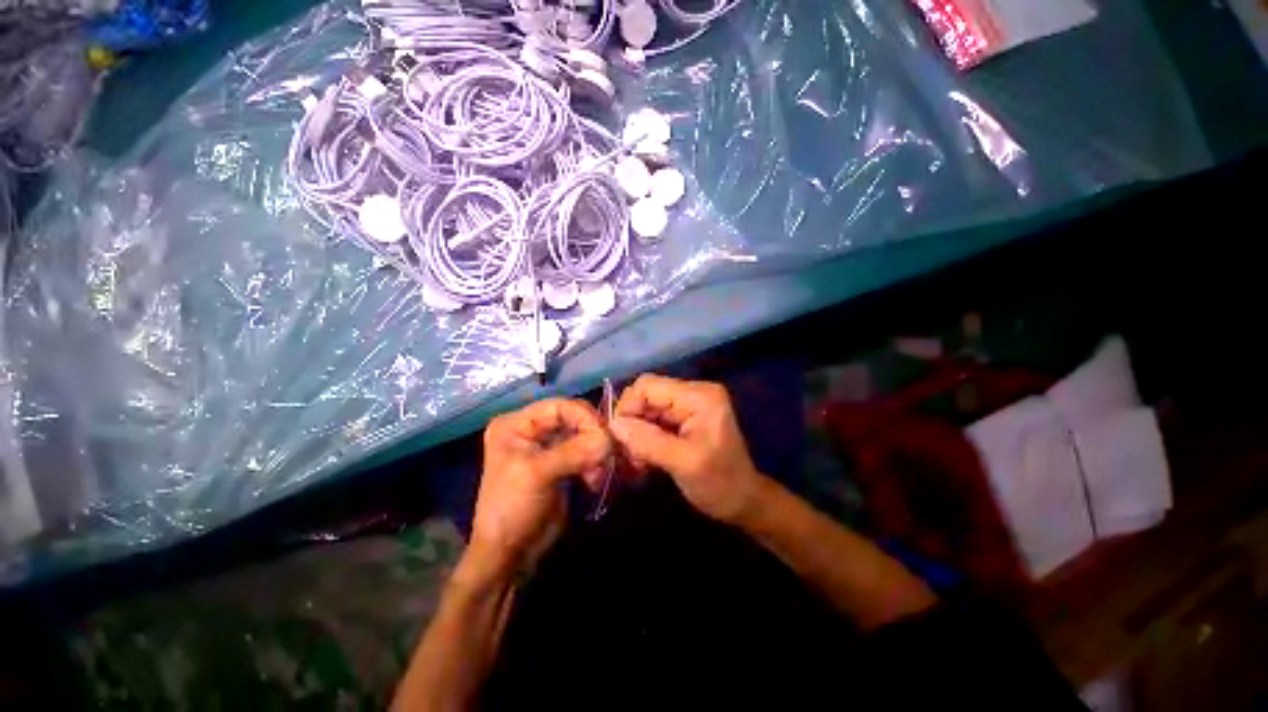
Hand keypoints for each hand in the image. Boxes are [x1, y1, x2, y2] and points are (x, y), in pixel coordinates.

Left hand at [471, 399, 610, 573]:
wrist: (510, 555)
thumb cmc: (512, 510)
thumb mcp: (537, 475)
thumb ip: (573, 452)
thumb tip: (609, 438)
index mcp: (515, 424)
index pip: (557, 406)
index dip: (583, 416)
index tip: (604, 434)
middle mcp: (531, 430)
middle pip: (572, 418)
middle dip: (591, 435)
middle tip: (606, 453)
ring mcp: (547, 446)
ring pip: (581, 434)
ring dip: (594, 452)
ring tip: (599, 473)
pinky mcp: (561, 463)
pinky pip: (584, 452)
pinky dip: (594, 463)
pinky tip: (594, 480)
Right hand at [610, 375, 765, 523]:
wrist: (743, 501)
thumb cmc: (720, 484)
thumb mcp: (683, 463)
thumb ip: (648, 441)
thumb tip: (613, 424)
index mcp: (699, 396)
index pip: (649, 385)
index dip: (628, 407)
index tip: (619, 437)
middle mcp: (693, 392)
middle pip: (646, 395)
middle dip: (632, 423)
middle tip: (627, 455)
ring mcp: (689, 404)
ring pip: (647, 408)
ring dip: (636, 433)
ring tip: (636, 461)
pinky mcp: (685, 418)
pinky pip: (654, 420)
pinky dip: (644, 437)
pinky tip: (643, 458)